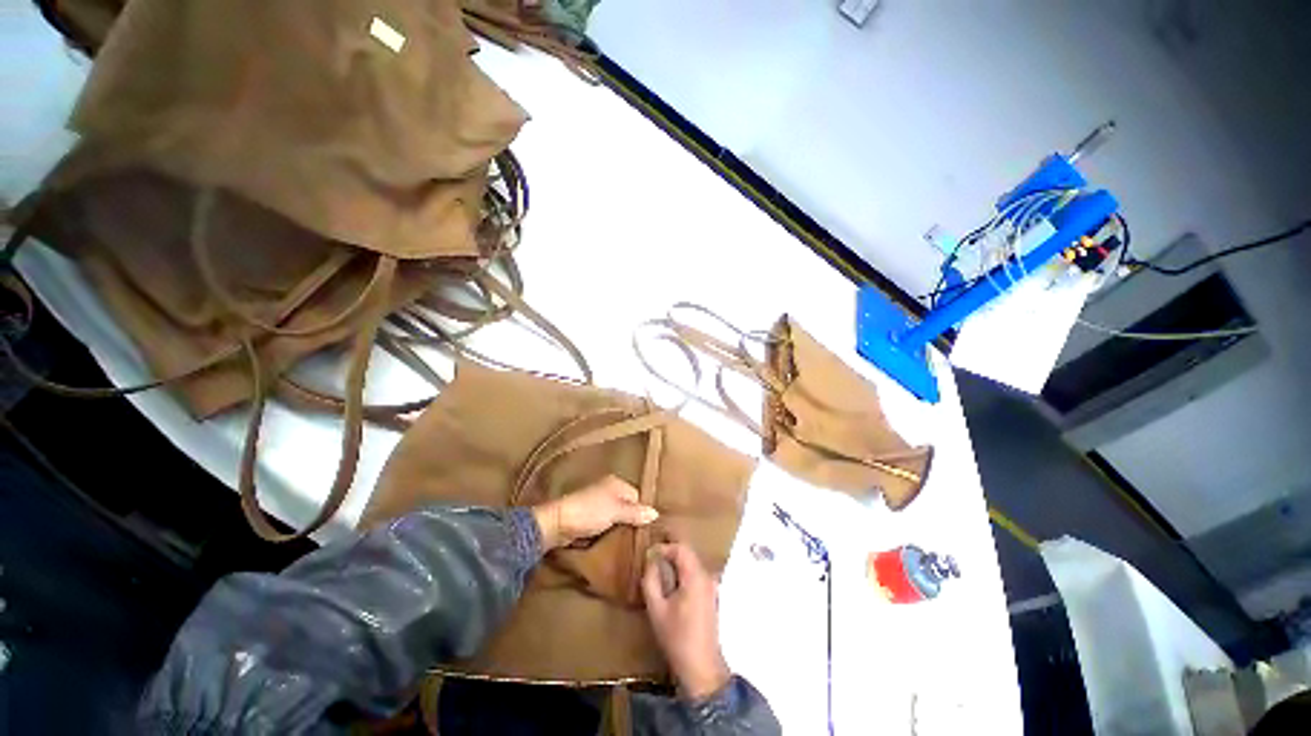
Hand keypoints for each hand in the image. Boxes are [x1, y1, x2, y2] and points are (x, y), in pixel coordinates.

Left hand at [532, 475, 658, 551]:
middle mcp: (608, 490)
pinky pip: (606, 524)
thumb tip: (656, 513)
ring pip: (617, 516)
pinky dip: (610, 531)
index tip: (647, 528)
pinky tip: (614, 541)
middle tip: (640, 537)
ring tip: (629, 542)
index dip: (641, 512)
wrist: (557, 523)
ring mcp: (598, 504)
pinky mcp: (589, 517)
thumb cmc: (588, 512)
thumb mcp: (616, 512)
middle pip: (627, 507)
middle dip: (632, 521)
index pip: (637, 497)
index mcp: (616, 483)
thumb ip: (635, 513)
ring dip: (620, 528)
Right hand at [641, 542, 730, 702]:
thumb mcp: (656, 609)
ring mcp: (711, 586)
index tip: (649, 553)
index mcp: (695, 577)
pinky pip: (696, 574)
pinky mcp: (711, 596)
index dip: (664, 547)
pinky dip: (683, 571)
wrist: (701, 667)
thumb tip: (651, 561)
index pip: (681, 548)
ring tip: (659, 566)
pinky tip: (671, 582)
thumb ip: (651, 581)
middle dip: (670, 550)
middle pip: (688, 553)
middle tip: (652, 554)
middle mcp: (707, 576)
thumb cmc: (677, 638)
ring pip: (692, 563)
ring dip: (676, 561)